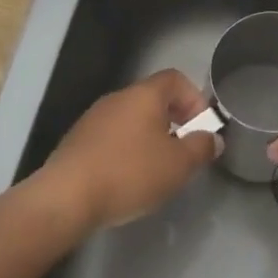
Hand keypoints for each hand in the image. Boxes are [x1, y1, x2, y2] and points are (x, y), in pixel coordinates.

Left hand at [39, 69, 218, 229]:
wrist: (66, 197)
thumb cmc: (129, 173)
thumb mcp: (178, 165)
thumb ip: (201, 147)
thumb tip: (212, 138)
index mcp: (144, 95)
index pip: (176, 79)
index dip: (194, 98)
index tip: (201, 128)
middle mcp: (118, 98)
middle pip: (154, 99)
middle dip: (174, 121)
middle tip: (183, 151)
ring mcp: (94, 118)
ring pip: (132, 119)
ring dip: (150, 137)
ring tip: (157, 169)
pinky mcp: (78, 140)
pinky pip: (112, 136)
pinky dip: (127, 150)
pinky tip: (127, 178)